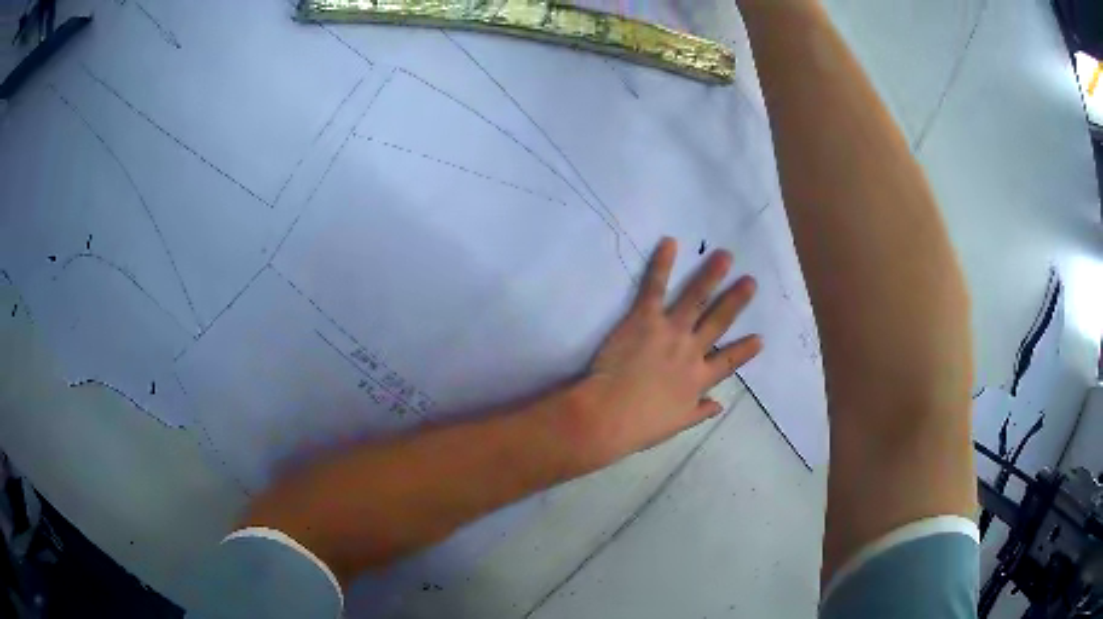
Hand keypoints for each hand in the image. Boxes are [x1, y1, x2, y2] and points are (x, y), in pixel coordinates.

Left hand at [571, 237, 761, 466]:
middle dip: (736, 301)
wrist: (609, 415)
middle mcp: (691, 352)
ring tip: (725, 255)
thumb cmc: (640, 426)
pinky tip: (670, 243)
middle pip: (718, 322)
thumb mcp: (676, 424)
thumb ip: (699, 412)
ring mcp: (670, 332)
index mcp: (698, 380)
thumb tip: (719, 406)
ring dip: (711, 276)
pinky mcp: (645, 319)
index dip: (745, 351)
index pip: (728, 362)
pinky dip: (662, 264)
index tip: (760, 338)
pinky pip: (655, 288)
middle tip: (750, 282)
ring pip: (695, 299)